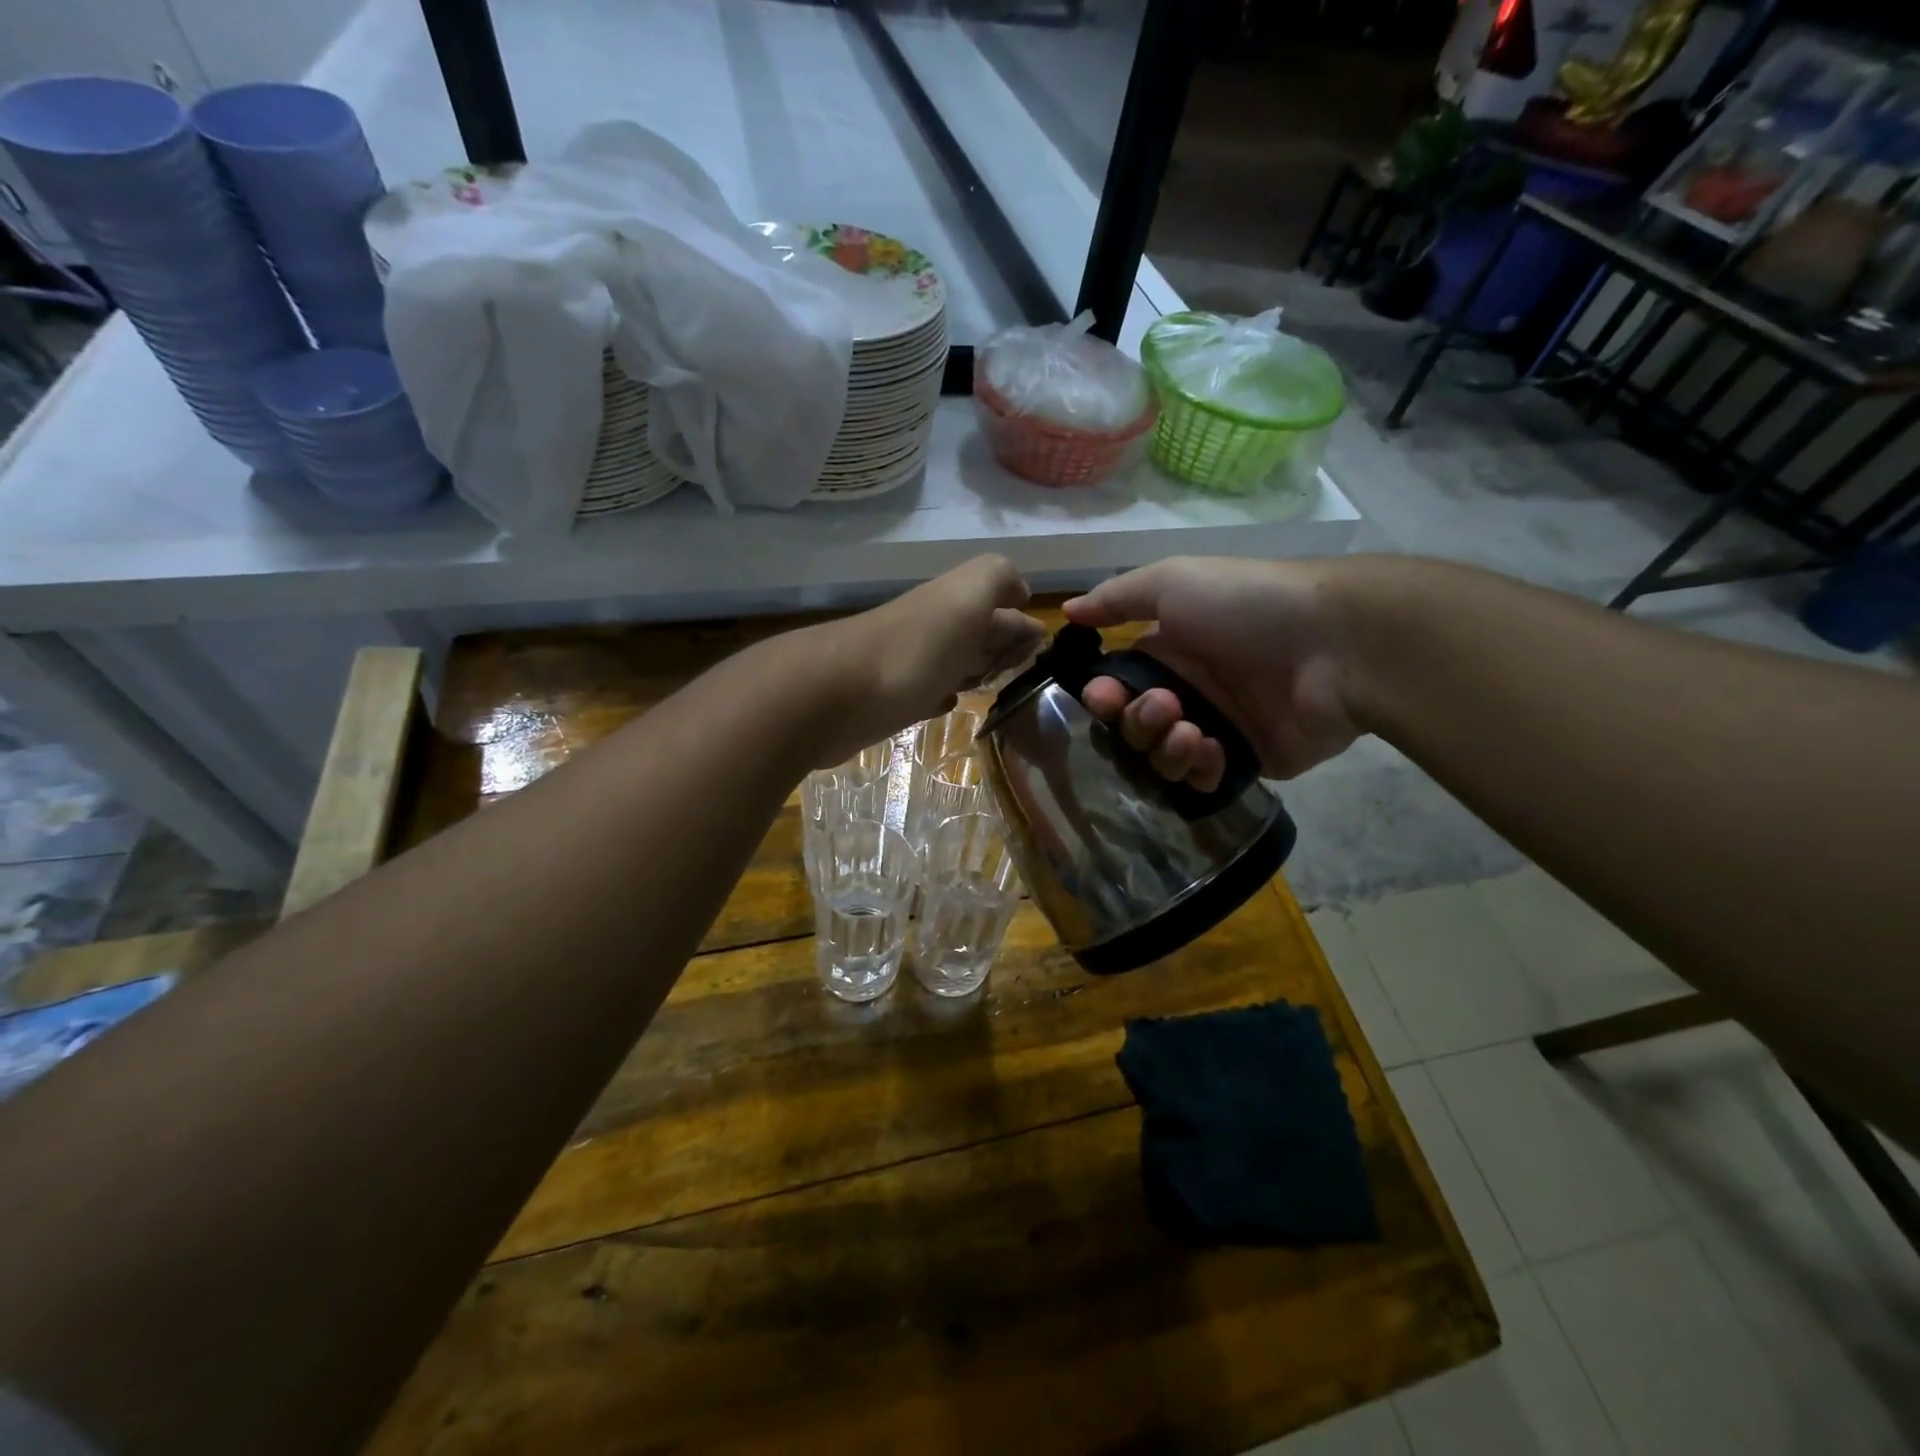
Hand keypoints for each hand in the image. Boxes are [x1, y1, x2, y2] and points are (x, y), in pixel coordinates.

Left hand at [804, 555, 1044, 765]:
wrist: (837, 696)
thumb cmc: (914, 648)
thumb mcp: (967, 595)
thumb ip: (997, 577)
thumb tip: (1019, 591)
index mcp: (955, 602)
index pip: (999, 606)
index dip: (1022, 624)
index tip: (1042, 649)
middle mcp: (934, 628)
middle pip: (976, 633)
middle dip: (1002, 645)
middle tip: (1023, 667)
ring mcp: (910, 664)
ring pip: (953, 661)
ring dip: (974, 668)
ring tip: (994, 684)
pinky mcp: (891, 699)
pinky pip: (927, 691)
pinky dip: (942, 693)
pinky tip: (948, 702)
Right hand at [1062, 556, 1359, 789]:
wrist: (1336, 645)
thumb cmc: (1246, 605)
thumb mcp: (1174, 581)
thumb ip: (1116, 598)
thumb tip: (1068, 610)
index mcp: (1168, 651)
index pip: (1116, 687)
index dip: (1102, 698)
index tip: (1103, 698)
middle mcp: (1187, 692)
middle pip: (1133, 727)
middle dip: (1137, 722)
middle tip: (1166, 706)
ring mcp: (1217, 728)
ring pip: (1161, 758)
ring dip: (1165, 748)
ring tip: (1193, 731)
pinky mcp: (1247, 761)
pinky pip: (1202, 780)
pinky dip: (1198, 769)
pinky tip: (1213, 751)